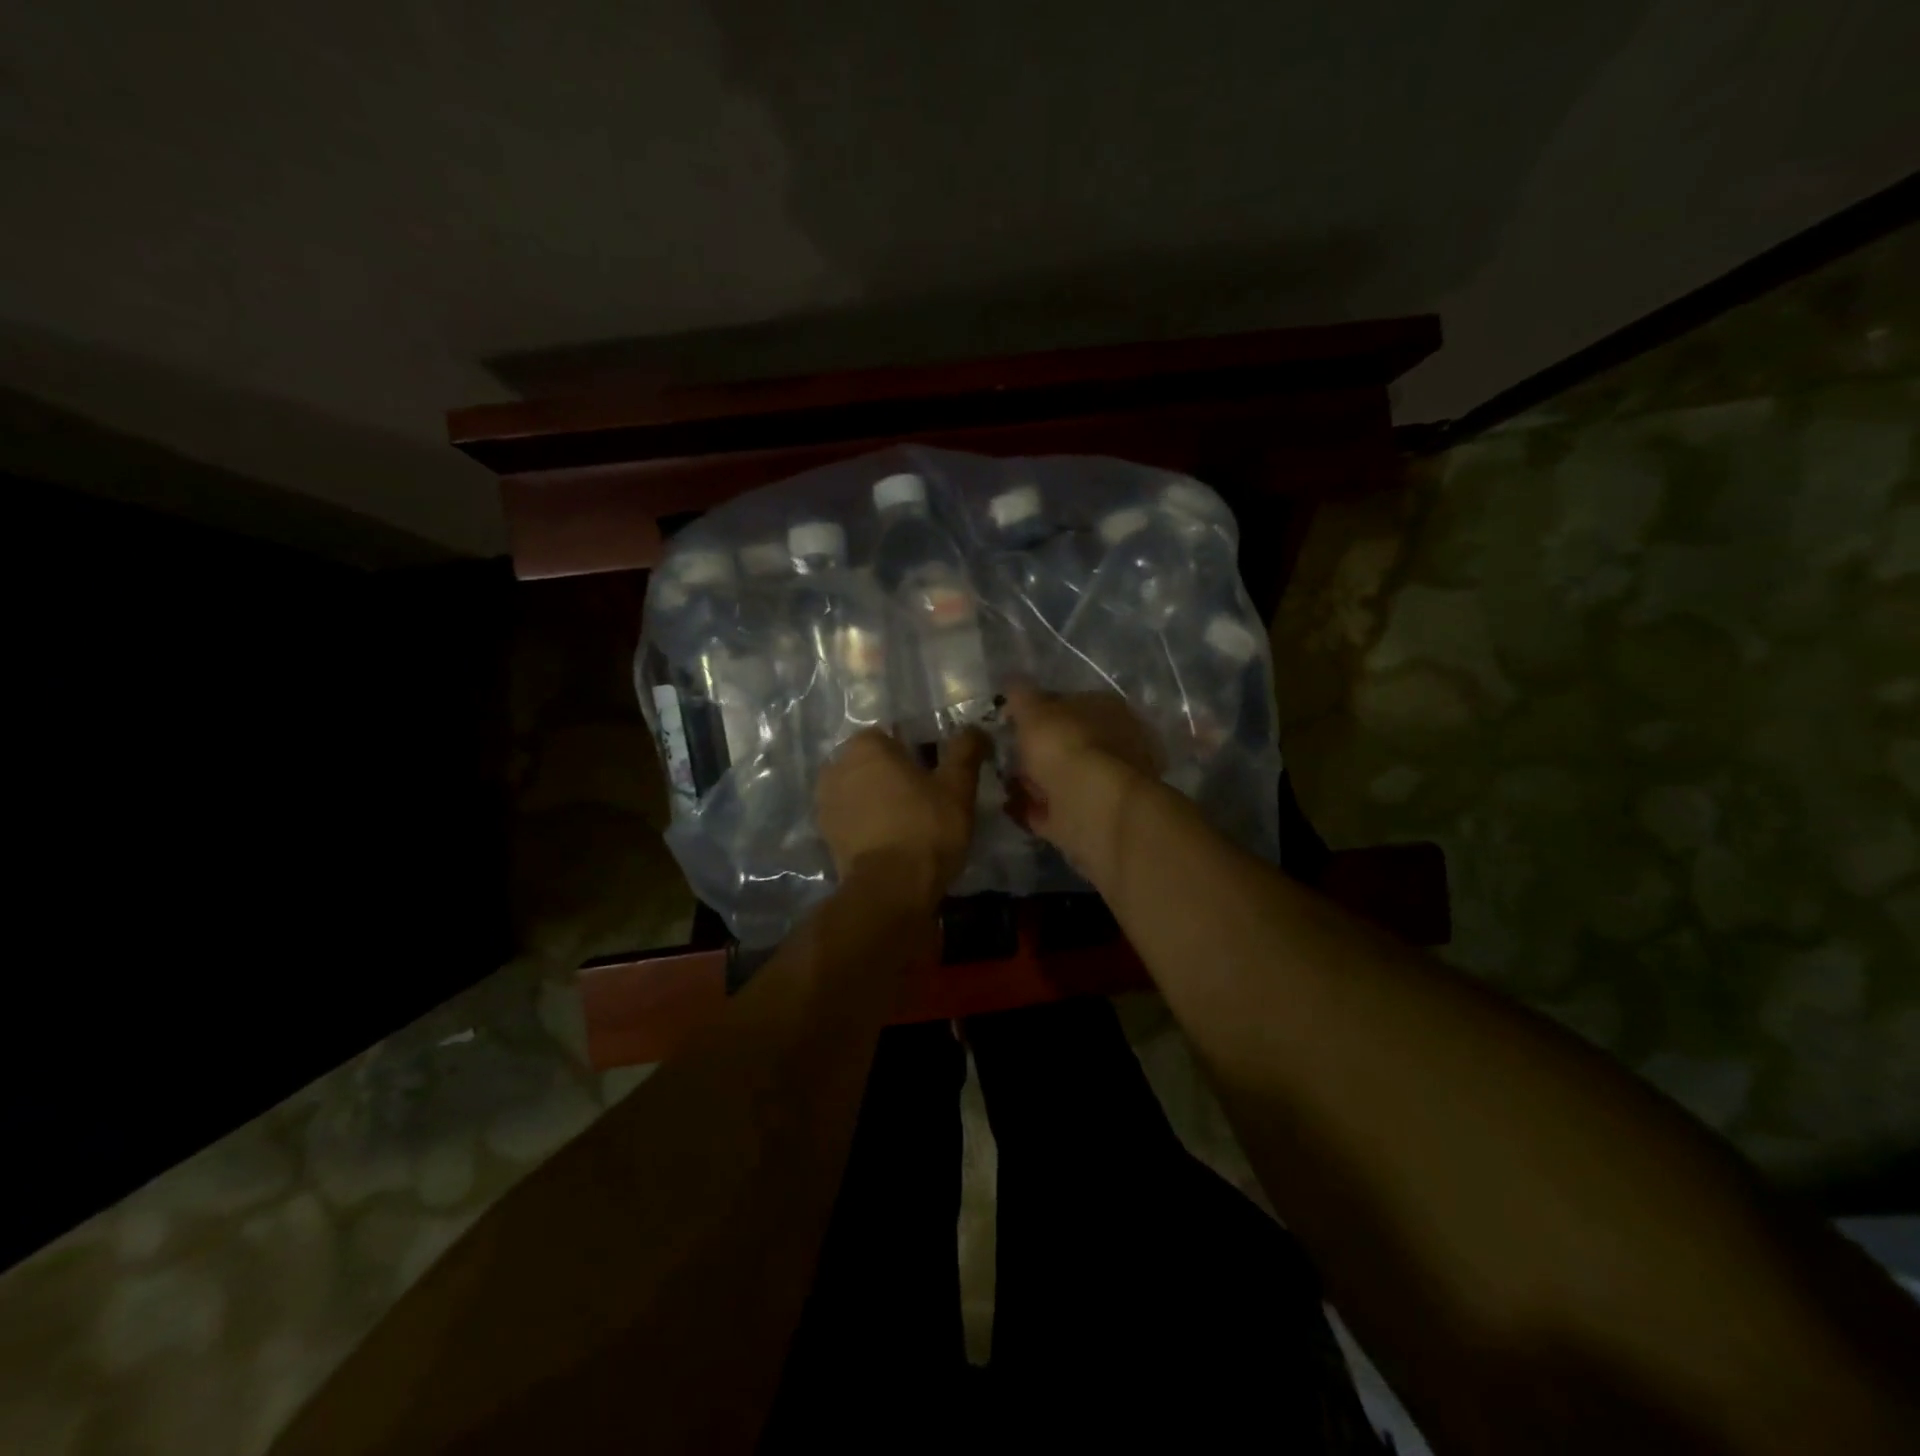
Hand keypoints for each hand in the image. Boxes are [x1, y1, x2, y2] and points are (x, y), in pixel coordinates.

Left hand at [815, 728, 987, 909]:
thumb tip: (975, 729)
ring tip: (908, 822)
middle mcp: (836, 766)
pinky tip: (890, 840)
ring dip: (877, 799)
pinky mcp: (825, 836)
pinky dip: (867, 824)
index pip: (890, 735)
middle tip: (925, 797)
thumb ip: (965, 751)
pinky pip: (851, 818)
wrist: (890, 889)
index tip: (935, 772)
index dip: (914, 751)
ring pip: (859, 790)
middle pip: (871, 763)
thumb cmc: (926, 827)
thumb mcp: (957, 786)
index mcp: (864, 746)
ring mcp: (825, 803)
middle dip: (893, 774)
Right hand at [1002, 684, 1159, 877]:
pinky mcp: (1093, 818)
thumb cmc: (1066, 746)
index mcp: (1108, 709)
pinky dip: (1033, 809)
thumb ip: (1022, 697)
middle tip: (1004, 755)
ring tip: (1001, 782)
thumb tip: (1013, 684)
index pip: (1069, 703)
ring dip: (1034, 781)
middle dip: (1037, 751)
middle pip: (1067, 743)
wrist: (1093, 808)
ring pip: (1062, 778)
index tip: (1010, 722)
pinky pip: (1055, 810)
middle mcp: (1114, 744)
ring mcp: (1106, 784)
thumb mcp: (1035, 711)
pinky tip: (1008, 807)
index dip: (1038, 711)